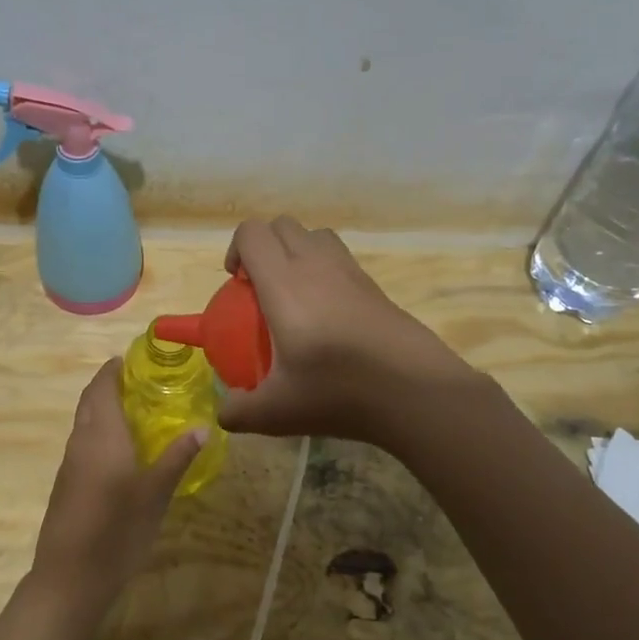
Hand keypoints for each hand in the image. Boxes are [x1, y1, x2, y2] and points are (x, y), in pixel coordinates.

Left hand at [32, 358, 204, 610]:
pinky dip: (100, 434)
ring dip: (104, 410)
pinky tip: (123, 451)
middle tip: (141, 383)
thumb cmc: (117, 530)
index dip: (112, 369)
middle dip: (109, 386)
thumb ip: (177, 458)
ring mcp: (70, 465)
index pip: (101, 387)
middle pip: (90, 401)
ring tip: (138, 413)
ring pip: (85, 424)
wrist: (69, 579)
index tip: (132, 359)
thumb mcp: (156, 494)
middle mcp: (81, 442)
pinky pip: (84, 444)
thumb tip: (203, 427)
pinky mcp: (66, 485)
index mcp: (101, 435)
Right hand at [217, 216, 468, 443]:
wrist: (414, 391)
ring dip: (296, 252)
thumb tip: (224, 413)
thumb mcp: (277, 412)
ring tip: (293, 294)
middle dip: (264, 246)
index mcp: (284, 283)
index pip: (252, 233)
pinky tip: (326, 316)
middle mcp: (316, 265)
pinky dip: (324, 270)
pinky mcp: (374, 285)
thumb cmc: (338, 392)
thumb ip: (239, 412)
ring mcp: (350, 271)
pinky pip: (341, 258)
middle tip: (260, 289)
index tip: (236, 285)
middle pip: (283, 225)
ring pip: (315, 235)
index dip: (236, 249)